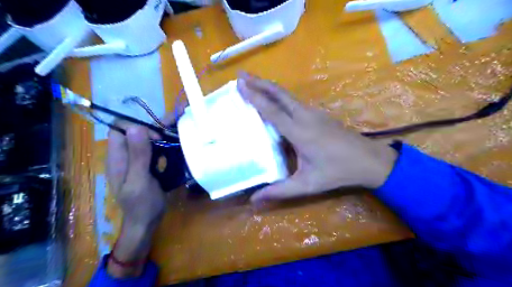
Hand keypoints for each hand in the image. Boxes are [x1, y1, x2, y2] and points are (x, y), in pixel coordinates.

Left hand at [107, 124, 165, 226]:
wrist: (146, 221)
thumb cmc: (142, 204)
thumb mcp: (140, 180)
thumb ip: (138, 155)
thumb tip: (137, 127)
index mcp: (117, 157)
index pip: (119, 128)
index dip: (138, 127)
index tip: (156, 138)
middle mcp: (124, 155)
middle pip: (133, 131)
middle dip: (152, 130)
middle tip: (168, 139)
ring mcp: (134, 160)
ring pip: (144, 139)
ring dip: (159, 137)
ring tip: (174, 139)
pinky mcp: (144, 165)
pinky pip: (151, 148)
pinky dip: (162, 146)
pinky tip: (172, 149)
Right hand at [238, 73, 396, 202]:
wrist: (368, 160)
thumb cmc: (337, 171)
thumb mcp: (307, 184)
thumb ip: (279, 191)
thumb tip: (253, 201)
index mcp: (299, 132)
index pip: (272, 110)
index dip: (254, 96)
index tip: (240, 84)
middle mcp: (305, 116)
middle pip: (279, 93)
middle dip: (259, 82)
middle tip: (241, 75)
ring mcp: (314, 112)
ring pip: (287, 94)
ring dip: (269, 86)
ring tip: (253, 83)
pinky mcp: (319, 113)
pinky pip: (294, 100)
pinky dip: (279, 95)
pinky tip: (274, 99)